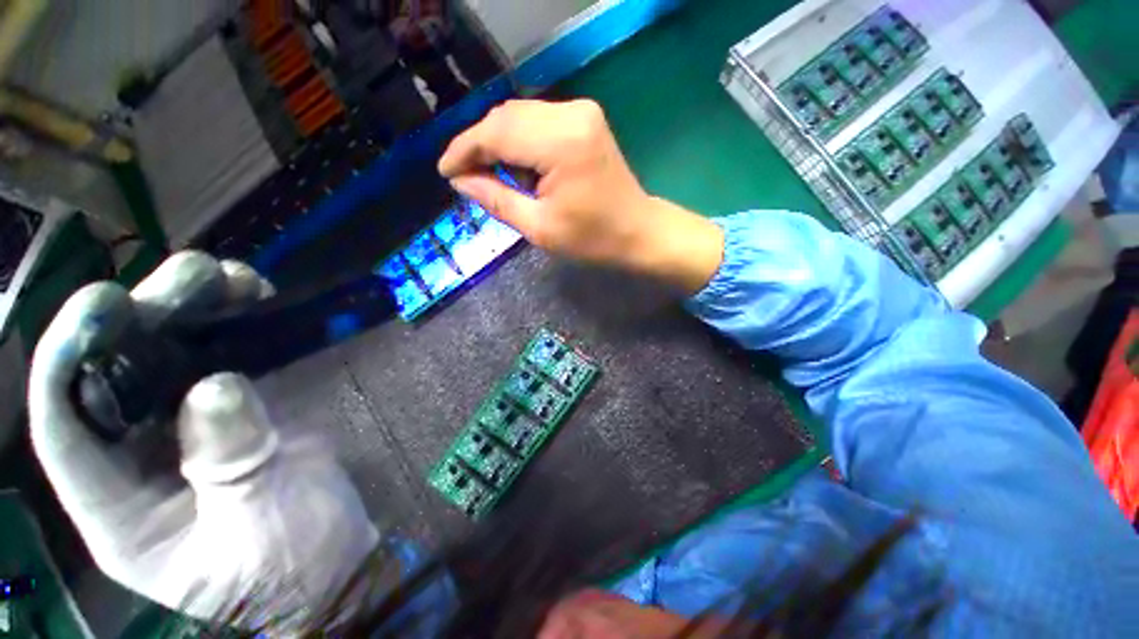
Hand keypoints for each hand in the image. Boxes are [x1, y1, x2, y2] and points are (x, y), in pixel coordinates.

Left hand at [28, 252, 378, 630]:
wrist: (333, 559)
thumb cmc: (288, 564)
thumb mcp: (255, 526)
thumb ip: (230, 461)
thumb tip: (217, 385)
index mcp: (118, 505)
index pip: (64, 425)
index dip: (68, 358)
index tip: (106, 301)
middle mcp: (136, 457)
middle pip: (117, 371)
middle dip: (146, 313)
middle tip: (198, 274)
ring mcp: (186, 430)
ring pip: (168, 355)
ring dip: (194, 309)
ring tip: (234, 279)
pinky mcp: (233, 414)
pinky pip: (221, 358)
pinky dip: (235, 327)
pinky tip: (255, 305)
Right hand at [439, 99, 723, 294]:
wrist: (637, 231)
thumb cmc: (592, 239)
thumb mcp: (539, 227)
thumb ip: (496, 199)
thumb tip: (460, 180)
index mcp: (560, 143)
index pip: (496, 133)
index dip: (464, 150)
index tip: (445, 171)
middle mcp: (570, 114)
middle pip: (505, 117)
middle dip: (479, 145)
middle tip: (466, 176)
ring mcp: (581, 111)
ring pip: (519, 115)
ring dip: (499, 143)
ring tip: (494, 176)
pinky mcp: (585, 117)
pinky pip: (538, 120)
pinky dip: (520, 141)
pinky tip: (520, 167)